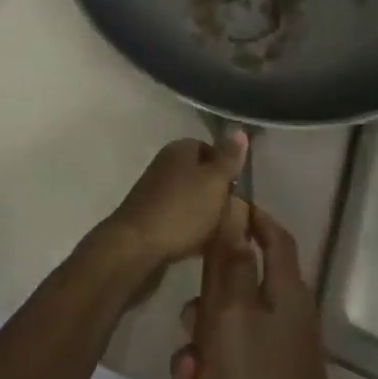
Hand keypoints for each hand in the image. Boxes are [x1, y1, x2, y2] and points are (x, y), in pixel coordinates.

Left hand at [96, 132, 247, 273]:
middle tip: (235, 214)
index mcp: (179, 150)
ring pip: (191, 198)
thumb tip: (240, 131)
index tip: (240, 190)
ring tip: (223, 234)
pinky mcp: (150, 217)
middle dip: (218, 194)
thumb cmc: (181, 210)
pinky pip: (179, 218)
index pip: (210, 148)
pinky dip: (192, 229)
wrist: (136, 247)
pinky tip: (203, 246)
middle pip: (201, 175)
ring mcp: (155, 191)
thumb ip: (228, 159)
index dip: (227, 168)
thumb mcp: (213, 182)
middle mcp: (165, 164)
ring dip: (206, 214)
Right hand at [168, 205, 350, 378]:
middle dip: (204, 307)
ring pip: (224, 336)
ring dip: (196, 354)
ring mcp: (276, 361)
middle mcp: (284, 320)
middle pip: (238, 291)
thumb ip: (231, 263)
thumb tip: (236, 212)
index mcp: (285, 294)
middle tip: (187, 324)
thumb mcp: (233, 316)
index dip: (253, 218)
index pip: (275, 238)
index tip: (223, 208)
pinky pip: (227, 374)